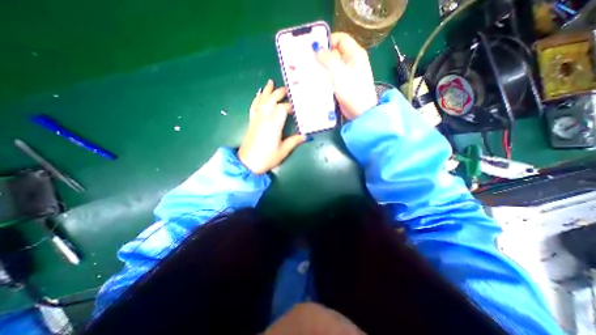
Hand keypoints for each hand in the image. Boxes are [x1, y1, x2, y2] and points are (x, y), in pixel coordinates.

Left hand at [236, 80, 304, 173]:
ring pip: (261, 101)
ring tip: (271, 83)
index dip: (290, 106)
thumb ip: (294, 141)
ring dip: (267, 91)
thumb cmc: (266, 158)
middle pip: (271, 100)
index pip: (282, 108)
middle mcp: (264, 118)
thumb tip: (305, 135)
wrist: (247, 163)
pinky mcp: (251, 122)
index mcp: (273, 124)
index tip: (296, 109)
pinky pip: (253, 106)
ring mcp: (256, 119)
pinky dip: (256, 99)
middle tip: (287, 89)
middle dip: (279, 93)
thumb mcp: (283, 151)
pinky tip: (259, 95)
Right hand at [313, 32, 373, 120]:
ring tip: (309, 72)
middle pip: (334, 53)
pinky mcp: (342, 85)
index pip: (340, 39)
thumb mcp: (339, 73)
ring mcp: (346, 74)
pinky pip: (331, 77)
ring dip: (321, 69)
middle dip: (322, 57)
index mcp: (354, 54)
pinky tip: (315, 81)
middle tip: (308, 62)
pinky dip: (324, 78)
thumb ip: (328, 59)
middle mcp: (351, 62)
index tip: (314, 49)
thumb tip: (317, 48)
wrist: (360, 112)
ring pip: (332, 67)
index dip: (328, 41)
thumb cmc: (352, 91)